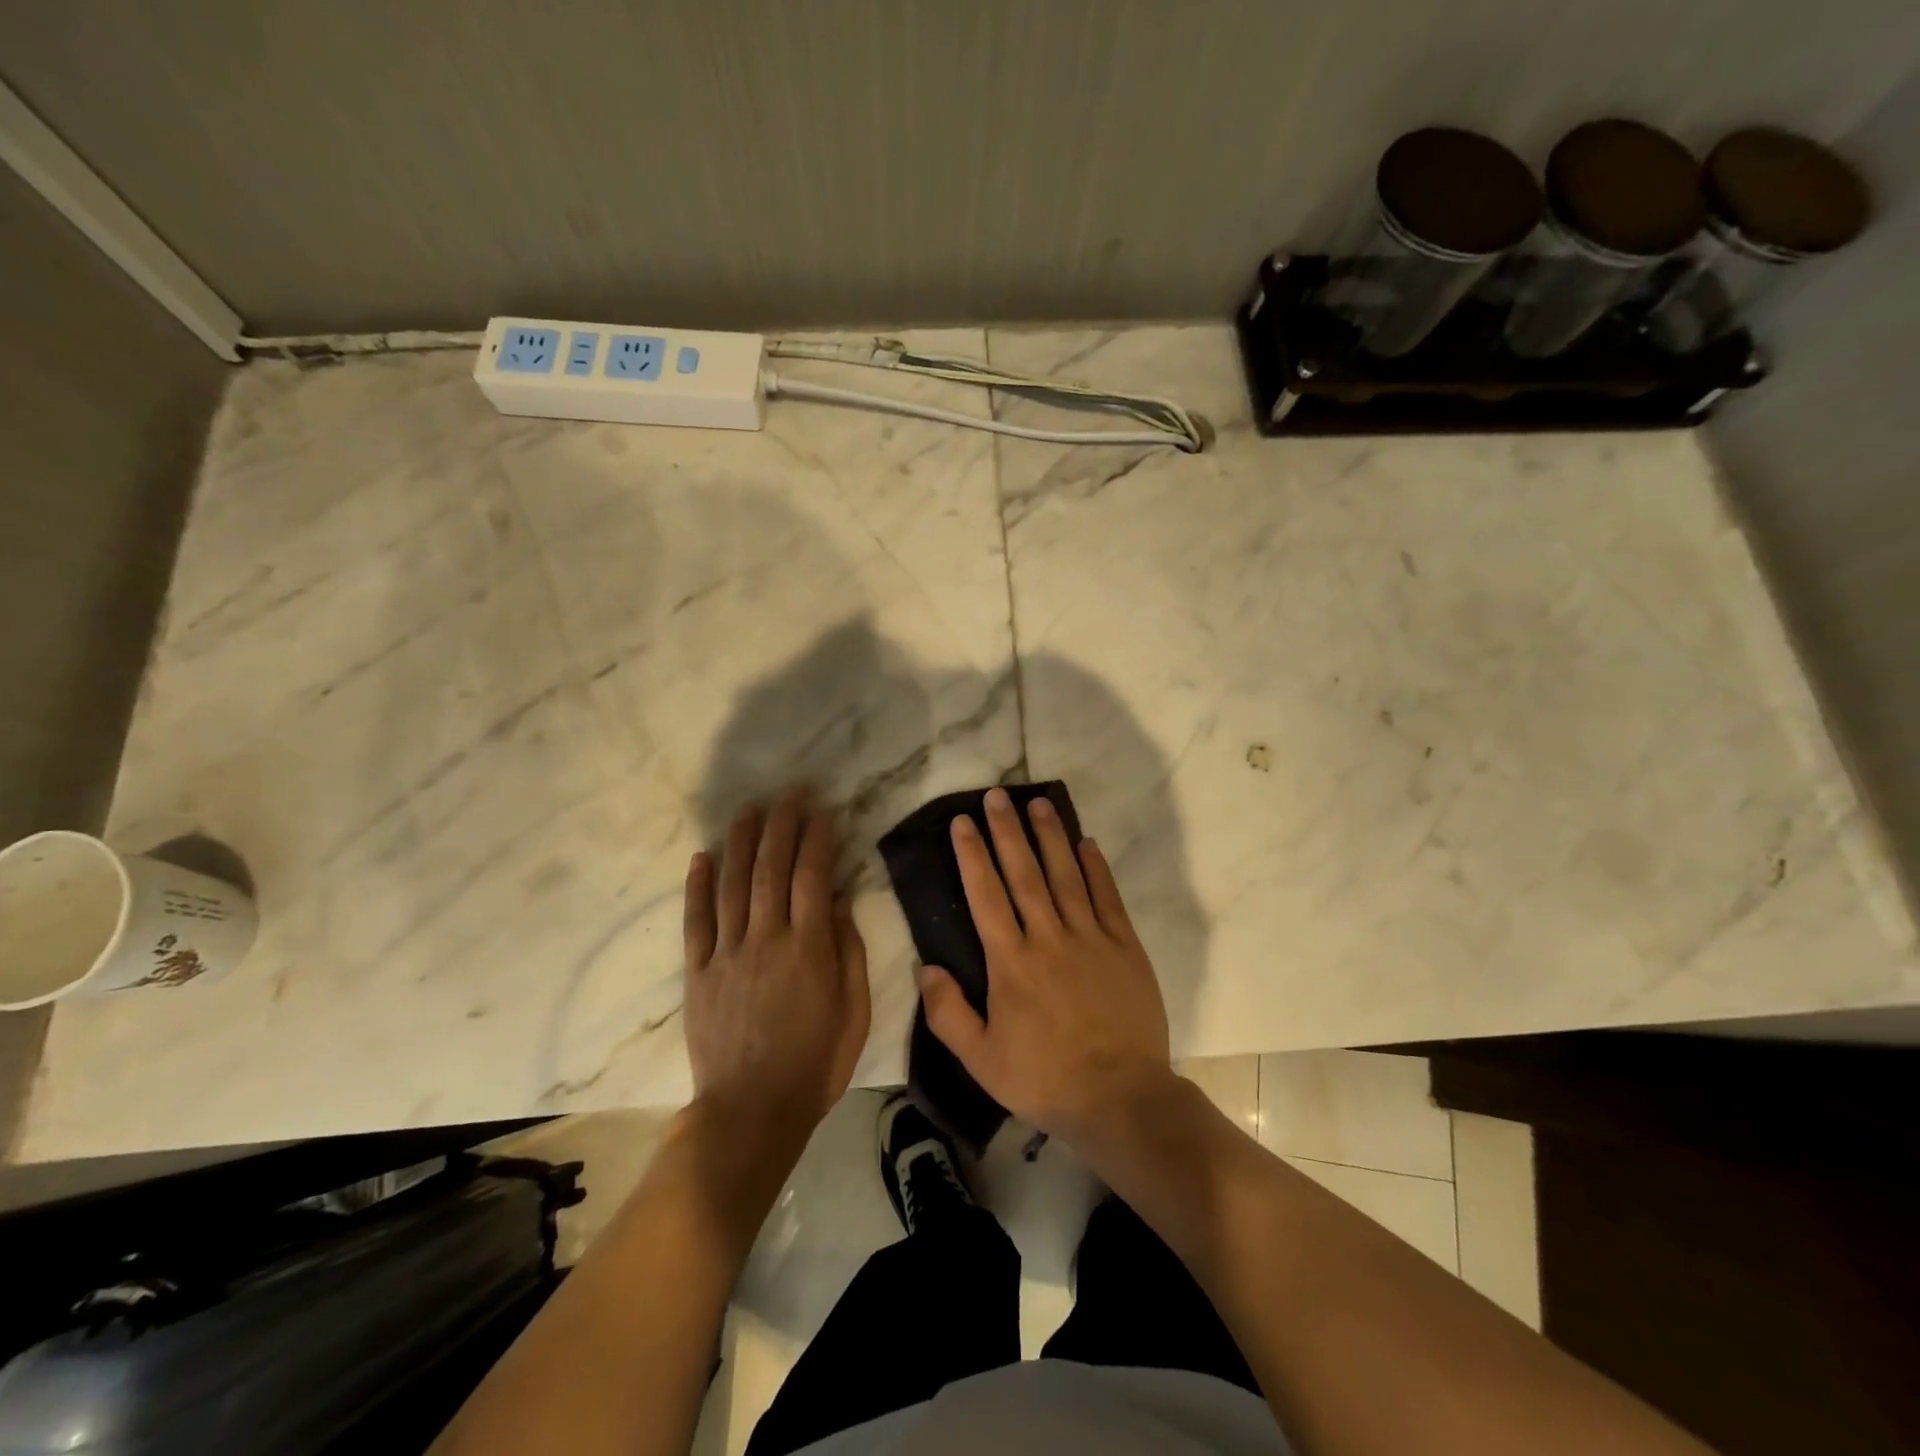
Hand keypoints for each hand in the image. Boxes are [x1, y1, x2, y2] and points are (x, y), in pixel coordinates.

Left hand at [684, 789, 869, 1145]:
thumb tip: (840, 902)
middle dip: (781, 825)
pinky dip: (697, 886)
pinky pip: (695, 921)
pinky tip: (702, 856)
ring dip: (741, 841)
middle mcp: (766, 939)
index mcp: (809, 948)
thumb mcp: (854, 1012)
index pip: (813, 876)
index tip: (822, 810)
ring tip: (749, 809)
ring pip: (732, 884)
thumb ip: (849, 953)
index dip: (817, 838)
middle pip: (771, 869)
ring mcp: (726, 954)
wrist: (751, 1112)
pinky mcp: (697, 973)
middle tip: (789, 794)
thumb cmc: (815, 1064)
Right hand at [918, 786, 1171, 1141]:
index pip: (985, 895)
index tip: (963, 822)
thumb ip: (948, 1013)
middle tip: (997, 796)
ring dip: (1050, 836)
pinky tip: (1086, 842)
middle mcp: (1048, 938)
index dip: (972, 855)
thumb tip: (925, 967)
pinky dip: (1096, 868)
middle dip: (1007, 831)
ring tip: (1038, 803)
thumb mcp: (981, 1060)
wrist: (1120, 1097)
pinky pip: (1107, 897)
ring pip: (1065, 875)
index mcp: (1011, 962)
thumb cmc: (1044, 1079)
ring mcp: (1090, 938)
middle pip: (1024, 873)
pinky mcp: (1125, 946)